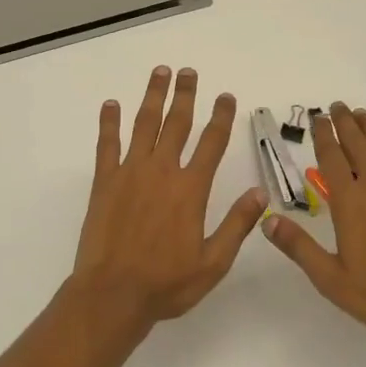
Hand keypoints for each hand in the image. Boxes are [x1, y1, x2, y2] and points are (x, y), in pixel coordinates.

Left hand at [69, 66, 267, 338]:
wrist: (112, 295)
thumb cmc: (166, 283)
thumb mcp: (213, 262)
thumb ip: (237, 225)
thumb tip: (261, 193)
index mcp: (190, 189)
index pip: (212, 143)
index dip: (221, 116)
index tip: (226, 96)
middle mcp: (162, 171)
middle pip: (177, 123)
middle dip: (185, 94)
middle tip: (188, 71)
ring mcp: (130, 172)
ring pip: (144, 124)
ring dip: (153, 96)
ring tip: (160, 72)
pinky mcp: (104, 181)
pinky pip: (107, 144)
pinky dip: (109, 122)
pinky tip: (110, 104)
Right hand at [261, 103, 365, 341]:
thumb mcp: (331, 279)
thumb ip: (299, 247)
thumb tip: (267, 220)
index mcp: (349, 201)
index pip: (331, 158)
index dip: (323, 135)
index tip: (319, 118)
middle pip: (358, 143)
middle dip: (345, 122)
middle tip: (338, 106)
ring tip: (363, 114)